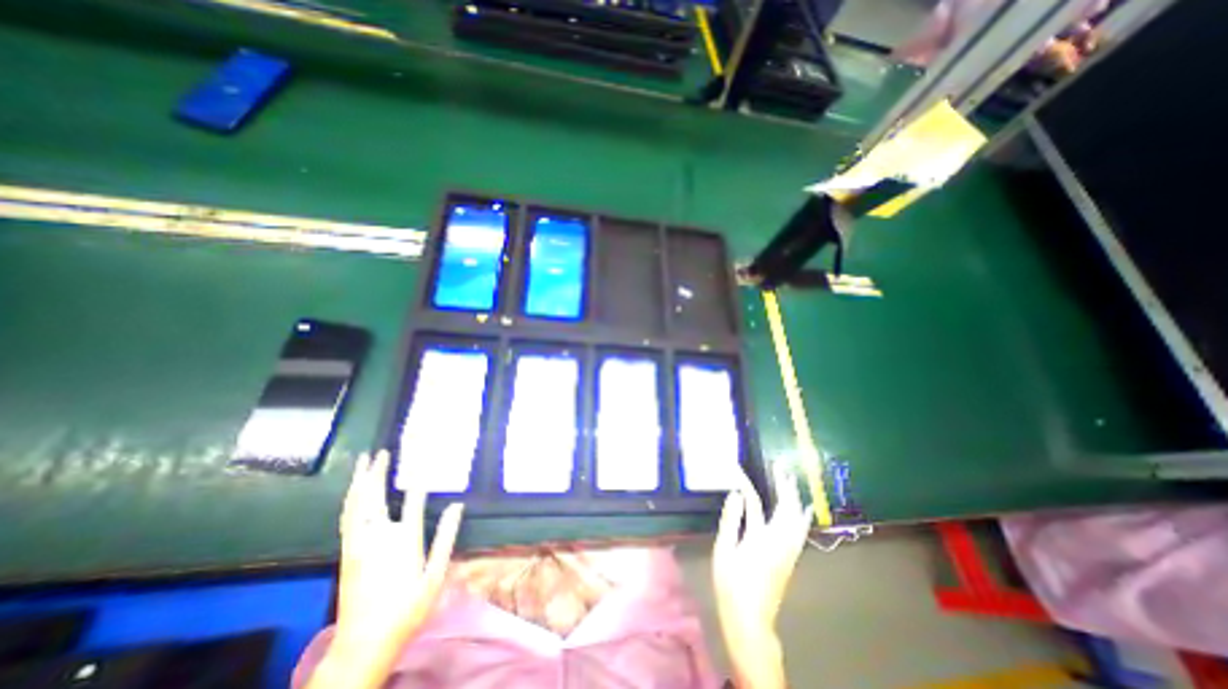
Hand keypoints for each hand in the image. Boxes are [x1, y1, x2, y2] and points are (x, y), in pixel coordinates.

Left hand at [334, 451, 461, 650]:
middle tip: (381, 452)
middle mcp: (377, 536)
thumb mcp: (435, 574)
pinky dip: (350, 499)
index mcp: (403, 539)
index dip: (420, 478)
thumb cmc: (407, 607)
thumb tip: (457, 506)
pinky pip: (346, 518)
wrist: (364, 644)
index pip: (413, 498)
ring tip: (363, 462)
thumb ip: (446, 537)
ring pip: (355, 504)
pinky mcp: (346, 552)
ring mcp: (357, 544)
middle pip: (375, 496)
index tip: (424, 459)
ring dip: (359, 481)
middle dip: (378, 471)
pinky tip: (353, 492)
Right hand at [715, 464, 811, 688]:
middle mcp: (780, 541)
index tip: (738, 468)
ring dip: (794, 497)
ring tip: (790, 481)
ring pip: (797, 518)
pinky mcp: (790, 558)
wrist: (750, 621)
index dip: (746, 483)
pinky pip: (799, 530)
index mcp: (761, 537)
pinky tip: (802, 509)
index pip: (755, 501)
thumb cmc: (732, 585)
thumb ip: (731, 519)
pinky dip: (800, 515)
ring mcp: (788, 550)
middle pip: (787, 507)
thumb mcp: (724, 550)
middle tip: (779, 466)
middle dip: (785, 485)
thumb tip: (736, 494)